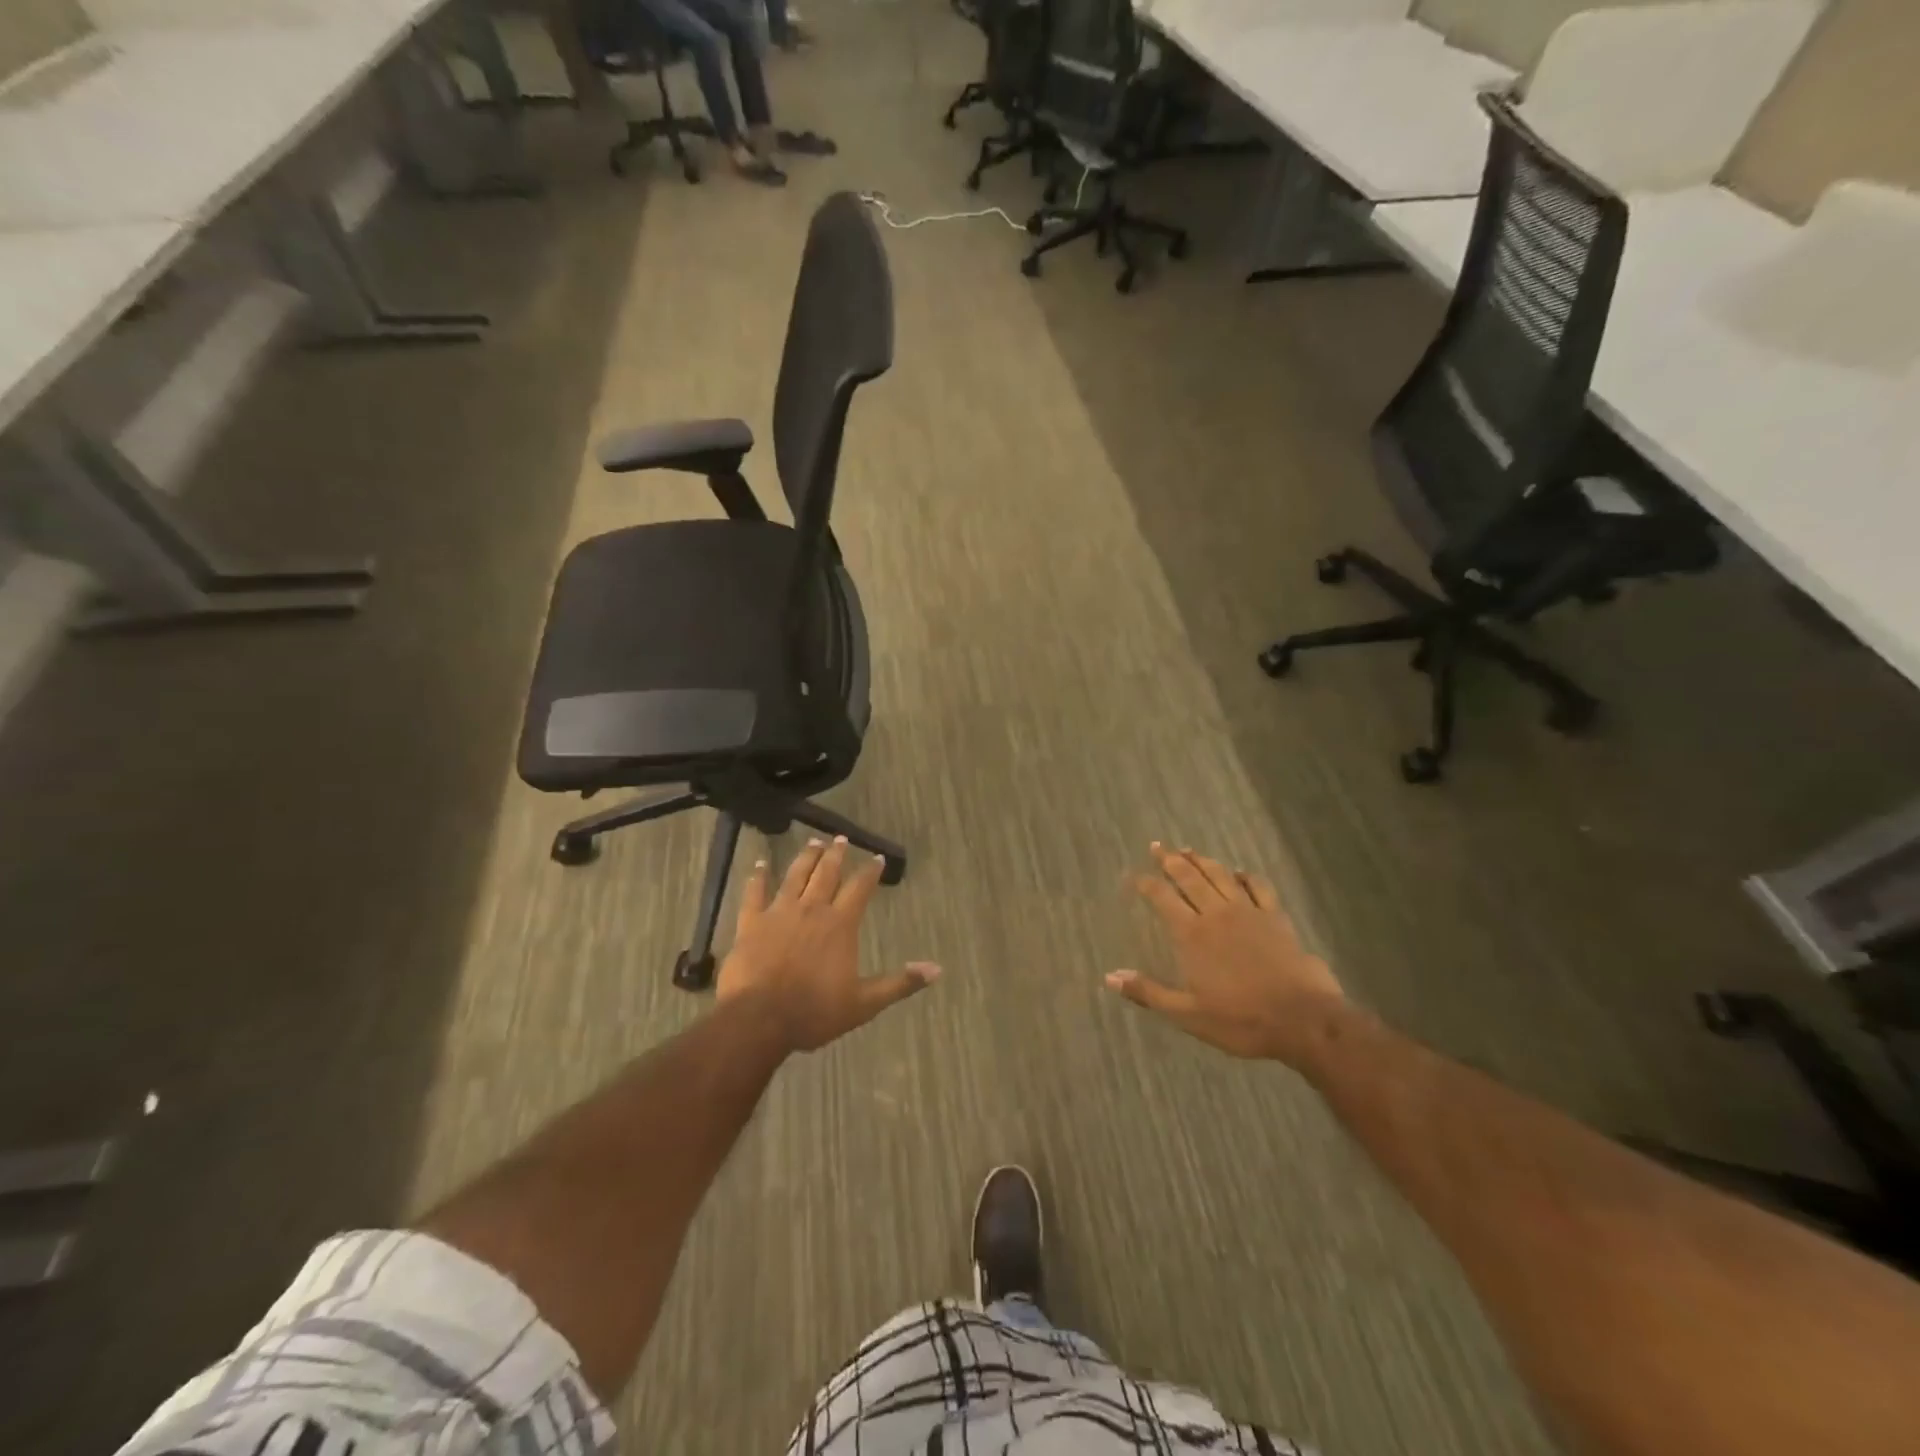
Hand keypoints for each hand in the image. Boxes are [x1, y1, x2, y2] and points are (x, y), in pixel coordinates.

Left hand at [717, 836, 939, 1052]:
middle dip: (836, 855)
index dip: (870, 871)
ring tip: (813, 842)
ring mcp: (779, 913)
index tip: (877, 857)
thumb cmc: (814, 1012)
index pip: (860, 888)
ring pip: (795, 876)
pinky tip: (760, 865)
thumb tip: (936, 969)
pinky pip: (754, 893)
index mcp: (840, 924)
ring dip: (806, 858)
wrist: (759, 1019)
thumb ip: (900, 983)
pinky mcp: (751, 923)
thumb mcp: (864, 1003)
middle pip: (826, 874)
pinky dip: (757, 877)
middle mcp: (812, 909)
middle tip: (840, 838)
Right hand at [1107, 843, 1344, 1064]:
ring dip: (1203, 860)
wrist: (1303, 1020)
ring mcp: (1249, 912)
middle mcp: (1216, 914)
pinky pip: (1258, 887)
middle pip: (1190, 877)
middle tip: (1158, 846)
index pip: (1162, 898)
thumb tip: (1110, 977)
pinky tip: (1240, 872)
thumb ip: (1149, 992)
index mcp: (1191, 935)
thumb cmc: (1241, 1020)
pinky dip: (1246, 876)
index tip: (1136, 874)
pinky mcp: (1276, 917)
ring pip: (1221, 876)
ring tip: (1189, 850)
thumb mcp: (1188, 1014)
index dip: (1147, 884)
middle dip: (1171, 860)